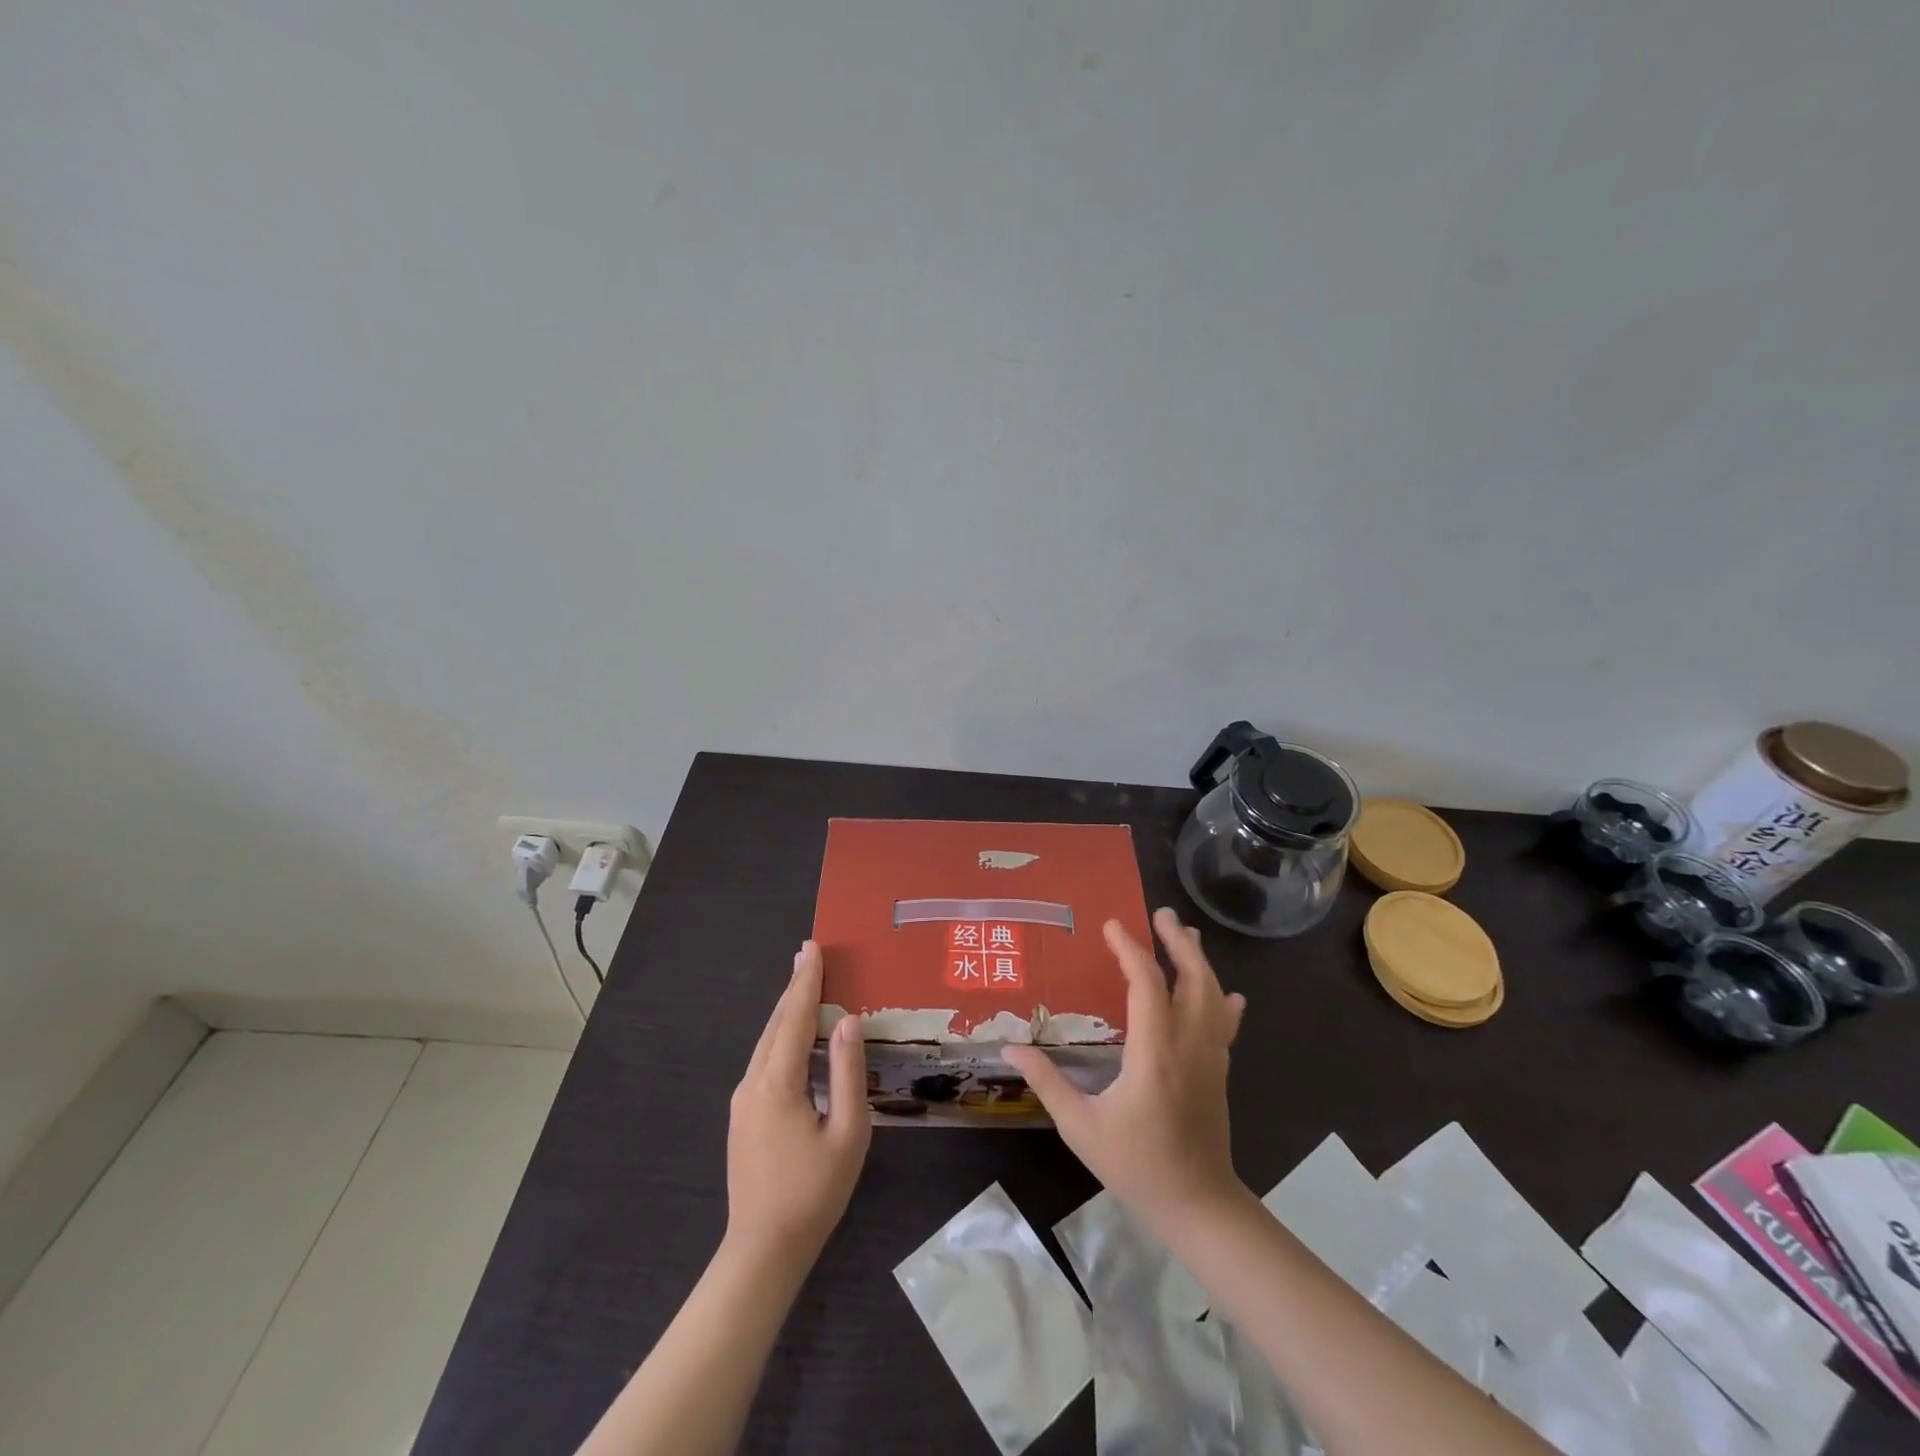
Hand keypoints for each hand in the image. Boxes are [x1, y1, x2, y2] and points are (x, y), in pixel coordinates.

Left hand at [724, 941, 870, 1266]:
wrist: (763, 1251)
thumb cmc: (814, 1193)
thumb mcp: (847, 1132)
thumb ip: (847, 1072)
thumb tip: (847, 1021)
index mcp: (778, 1083)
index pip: (794, 1018)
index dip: (805, 981)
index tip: (812, 947)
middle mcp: (753, 1083)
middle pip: (775, 1024)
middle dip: (793, 988)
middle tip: (809, 954)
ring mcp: (743, 1100)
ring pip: (767, 1042)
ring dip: (786, 1011)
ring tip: (805, 985)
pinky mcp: (743, 1116)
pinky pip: (764, 1061)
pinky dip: (782, 1036)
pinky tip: (796, 1037)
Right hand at [1004, 908, 1247, 1230]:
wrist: (1199, 1206)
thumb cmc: (1137, 1165)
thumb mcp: (1081, 1127)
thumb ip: (1047, 1083)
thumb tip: (1011, 1048)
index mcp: (1153, 1053)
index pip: (1147, 984)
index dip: (1130, 949)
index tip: (1112, 925)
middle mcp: (1187, 1045)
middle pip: (1191, 978)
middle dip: (1176, 942)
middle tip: (1160, 914)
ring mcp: (1210, 1057)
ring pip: (1213, 996)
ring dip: (1199, 961)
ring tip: (1185, 935)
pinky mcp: (1219, 1071)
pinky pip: (1225, 1024)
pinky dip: (1222, 1001)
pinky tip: (1226, 992)